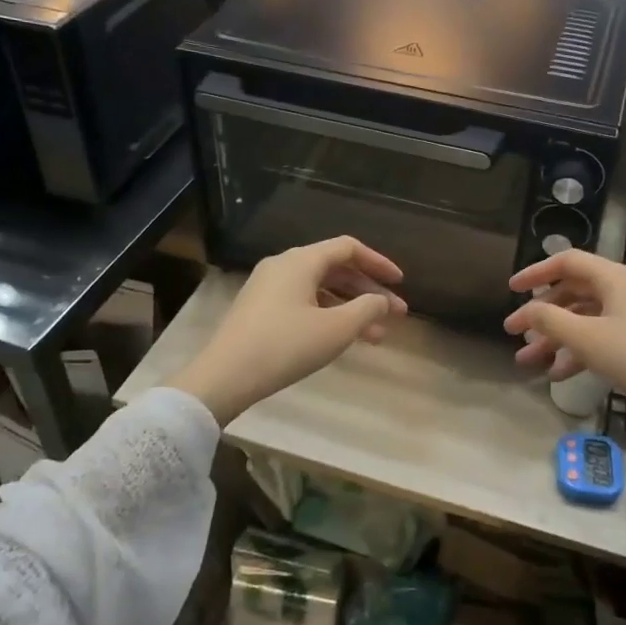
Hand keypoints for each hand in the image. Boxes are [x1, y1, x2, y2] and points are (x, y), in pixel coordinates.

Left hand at [169, 237, 406, 424]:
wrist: (225, 376)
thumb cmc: (286, 346)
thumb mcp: (336, 329)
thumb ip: (367, 309)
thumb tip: (382, 301)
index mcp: (302, 261)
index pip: (348, 248)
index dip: (379, 263)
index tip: (400, 283)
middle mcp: (284, 266)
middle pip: (336, 269)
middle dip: (369, 292)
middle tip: (396, 316)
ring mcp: (268, 287)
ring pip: (320, 290)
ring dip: (350, 309)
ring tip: (376, 337)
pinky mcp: (259, 310)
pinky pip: (303, 302)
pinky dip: (328, 315)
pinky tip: (342, 339)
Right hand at [504, 250, 625, 491]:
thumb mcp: (587, 339)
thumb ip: (550, 320)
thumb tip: (526, 310)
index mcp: (614, 277)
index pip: (567, 262)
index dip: (535, 273)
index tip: (511, 290)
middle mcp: (625, 288)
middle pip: (573, 291)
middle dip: (541, 314)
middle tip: (514, 333)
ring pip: (584, 317)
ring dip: (555, 337)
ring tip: (528, 361)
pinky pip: (600, 335)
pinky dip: (578, 350)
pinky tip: (558, 374)